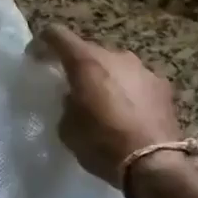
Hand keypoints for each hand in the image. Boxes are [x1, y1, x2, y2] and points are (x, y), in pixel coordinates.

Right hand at [34, 23, 190, 186]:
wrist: (154, 163)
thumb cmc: (102, 144)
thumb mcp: (67, 128)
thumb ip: (67, 104)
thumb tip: (74, 98)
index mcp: (85, 62)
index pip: (56, 34)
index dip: (42, 43)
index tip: (35, 57)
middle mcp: (114, 56)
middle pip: (88, 50)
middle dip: (76, 64)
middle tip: (70, 86)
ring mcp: (142, 68)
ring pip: (114, 64)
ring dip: (104, 76)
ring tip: (102, 100)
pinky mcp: (162, 85)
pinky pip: (135, 80)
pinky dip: (127, 90)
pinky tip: (127, 111)